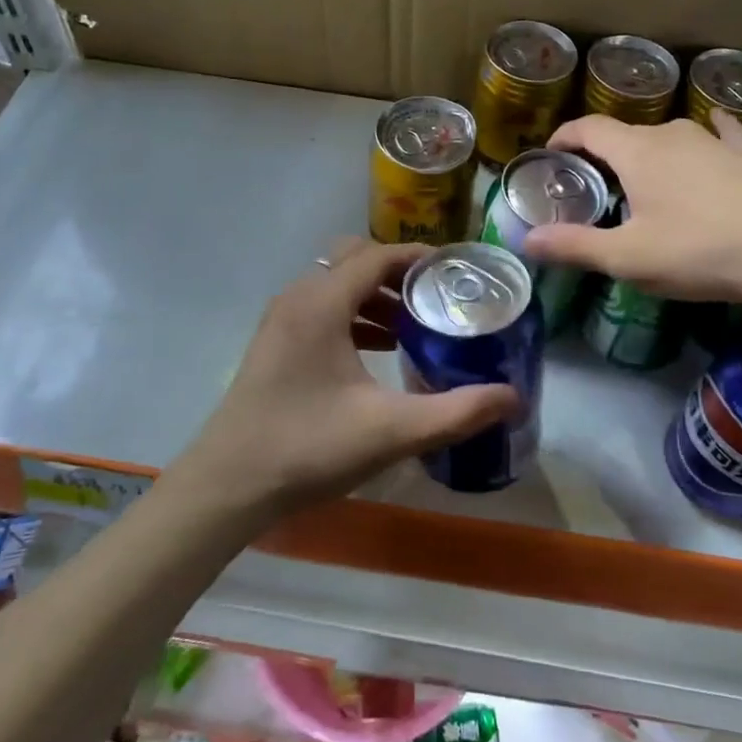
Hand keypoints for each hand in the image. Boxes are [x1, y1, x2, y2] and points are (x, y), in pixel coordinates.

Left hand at [176, 239, 519, 519]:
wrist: (228, 486)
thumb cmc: (308, 448)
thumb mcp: (391, 431)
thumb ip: (457, 412)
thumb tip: (513, 397)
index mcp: (321, 303)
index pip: (377, 255)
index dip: (420, 257)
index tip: (458, 271)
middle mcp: (298, 298)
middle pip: (355, 260)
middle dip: (398, 273)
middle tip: (438, 298)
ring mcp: (281, 320)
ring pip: (336, 286)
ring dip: (375, 296)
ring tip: (415, 326)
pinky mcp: (275, 343)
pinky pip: (322, 309)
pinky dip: (354, 316)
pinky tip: (379, 352)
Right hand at [524, 110, 741, 307]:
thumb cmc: (698, 251)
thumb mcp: (627, 257)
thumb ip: (574, 246)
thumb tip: (525, 241)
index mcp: (637, 152)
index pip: (590, 128)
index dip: (566, 136)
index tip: (551, 153)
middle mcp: (672, 136)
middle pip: (626, 133)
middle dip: (602, 152)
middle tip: (590, 183)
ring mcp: (712, 143)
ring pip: (668, 136)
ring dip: (646, 151)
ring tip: (638, 177)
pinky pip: (720, 136)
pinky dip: (708, 133)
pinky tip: (715, 126)